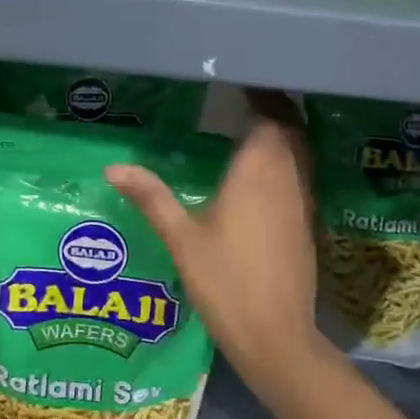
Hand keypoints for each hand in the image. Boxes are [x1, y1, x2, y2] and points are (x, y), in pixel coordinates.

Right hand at [105, 100, 324, 388]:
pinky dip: (286, 159)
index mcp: (258, 171)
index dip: (259, 94)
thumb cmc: (226, 283)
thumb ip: (151, 197)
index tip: (238, 81)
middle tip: (241, 97)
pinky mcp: (306, 223)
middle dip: (272, 108)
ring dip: (281, 133)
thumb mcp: (181, 238)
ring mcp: (302, 201)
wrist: (277, 337)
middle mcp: (288, 178)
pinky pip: (300, 174)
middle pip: (290, 128)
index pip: (269, 115)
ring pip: (299, 151)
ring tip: (249, 125)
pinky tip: (261, 173)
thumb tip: (113, 167)